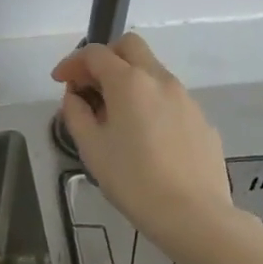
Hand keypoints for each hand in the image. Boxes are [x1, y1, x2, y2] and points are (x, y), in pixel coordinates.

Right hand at [52, 35, 235, 257]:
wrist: (196, 216)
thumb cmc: (134, 181)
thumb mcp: (92, 149)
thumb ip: (76, 114)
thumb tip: (75, 97)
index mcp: (129, 81)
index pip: (95, 53)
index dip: (72, 62)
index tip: (60, 81)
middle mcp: (159, 79)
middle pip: (129, 46)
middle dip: (106, 57)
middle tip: (90, 85)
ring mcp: (185, 97)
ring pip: (152, 71)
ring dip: (129, 80)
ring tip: (116, 116)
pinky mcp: (202, 119)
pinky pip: (170, 98)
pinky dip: (151, 102)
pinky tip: (146, 137)